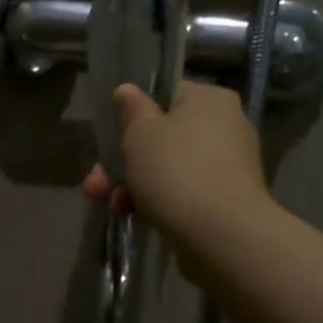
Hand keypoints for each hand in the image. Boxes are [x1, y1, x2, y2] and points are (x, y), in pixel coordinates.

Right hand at [82, 81, 269, 280]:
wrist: (219, 232)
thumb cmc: (174, 170)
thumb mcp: (139, 133)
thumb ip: (131, 109)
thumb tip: (128, 90)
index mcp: (208, 99)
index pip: (166, 93)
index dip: (134, 112)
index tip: (111, 133)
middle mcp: (225, 126)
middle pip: (162, 136)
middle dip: (123, 159)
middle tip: (96, 181)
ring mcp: (227, 165)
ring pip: (168, 167)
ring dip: (133, 183)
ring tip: (108, 204)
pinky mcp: (224, 199)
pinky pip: (181, 191)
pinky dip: (156, 200)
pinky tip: (132, 215)